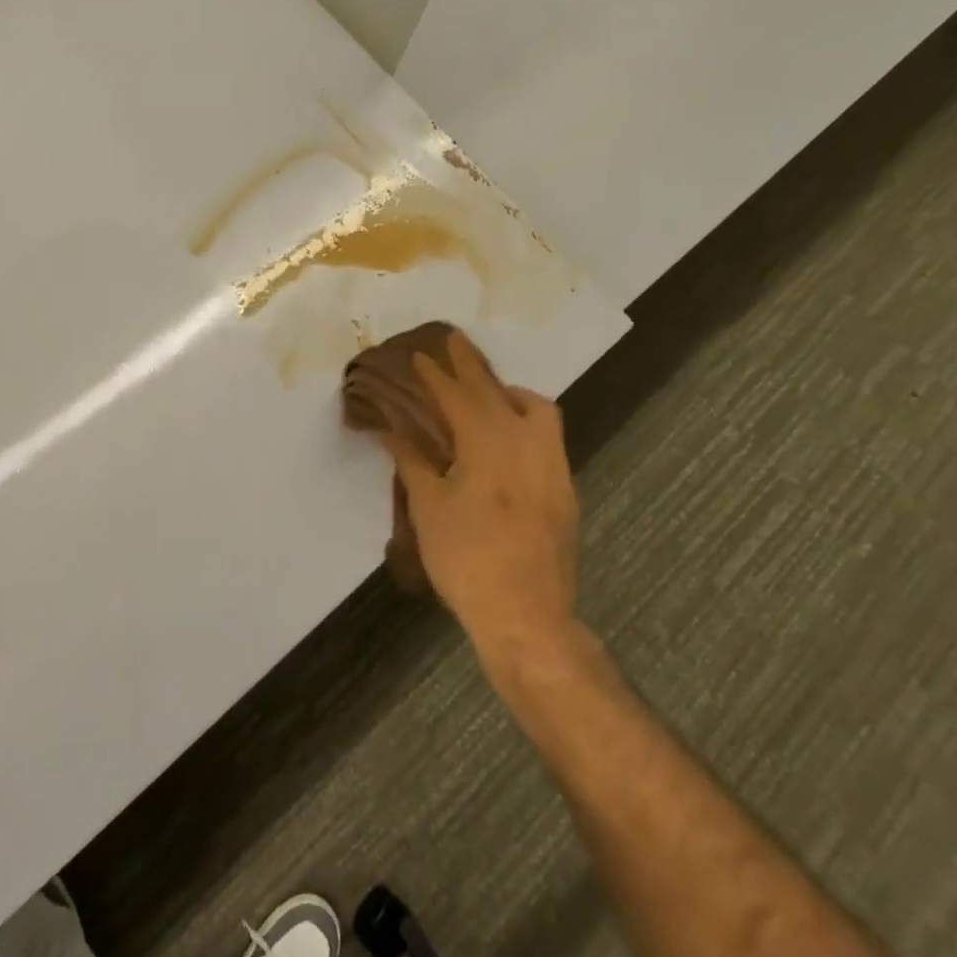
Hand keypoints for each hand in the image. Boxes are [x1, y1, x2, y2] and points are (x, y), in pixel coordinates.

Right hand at [379, 330, 580, 660]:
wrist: (526, 615)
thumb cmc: (466, 558)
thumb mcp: (428, 508)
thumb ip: (412, 461)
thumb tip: (391, 430)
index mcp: (488, 443)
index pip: (458, 395)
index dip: (435, 374)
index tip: (418, 354)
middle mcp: (526, 442)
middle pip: (496, 390)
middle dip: (471, 365)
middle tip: (453, 341)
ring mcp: (553, 464)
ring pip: (537, 408)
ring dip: (508, 391)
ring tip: (486, 395)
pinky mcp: (566, 487)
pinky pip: (548, 435)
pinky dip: (526, 420)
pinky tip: (508, 441)